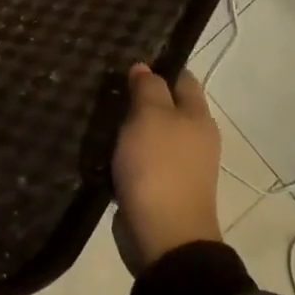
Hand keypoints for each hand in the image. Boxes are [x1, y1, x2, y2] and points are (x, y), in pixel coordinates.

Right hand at [111, 63, 221, 269]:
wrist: (163, 235)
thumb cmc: (158, 166)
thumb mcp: (150, 116)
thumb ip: (147, 88)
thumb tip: (145, 68)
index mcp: (198, 117)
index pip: (183, 79)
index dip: (160, 66)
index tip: (129, 58)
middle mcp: (193, 138)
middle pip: (166, 107)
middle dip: (139, 96)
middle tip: (105, 85)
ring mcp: (177, 165)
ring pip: (150, 134)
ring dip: (128, 126)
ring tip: (96, 112)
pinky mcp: (158, 187)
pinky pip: (139, 159)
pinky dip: (123, 152)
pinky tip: (100, 146)